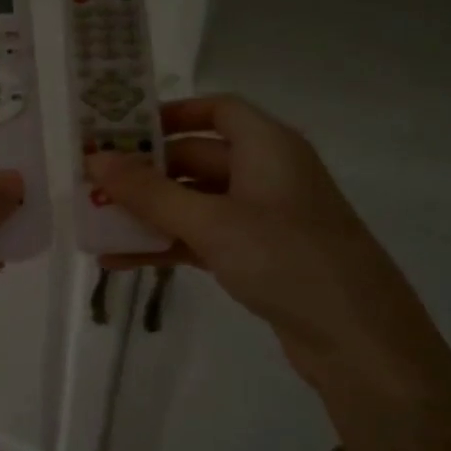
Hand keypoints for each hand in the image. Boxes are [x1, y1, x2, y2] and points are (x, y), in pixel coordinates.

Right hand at [86, 96, 450, 430]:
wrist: (357, 339)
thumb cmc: (286, 259)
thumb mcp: (211, 222)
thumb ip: (149, 192)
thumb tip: (95, 160)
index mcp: (268, 147)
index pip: (217, 110)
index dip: (171, 114)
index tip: (122, 129)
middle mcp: (266, 174)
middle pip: (197, 159)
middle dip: (145, 172)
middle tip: (92, 182)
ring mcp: (262, 218)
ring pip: (194, 203)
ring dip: (148, 214)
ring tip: (95, 223)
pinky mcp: (258, 257)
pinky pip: (201, 239)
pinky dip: (165, 246)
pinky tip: (119, 261)